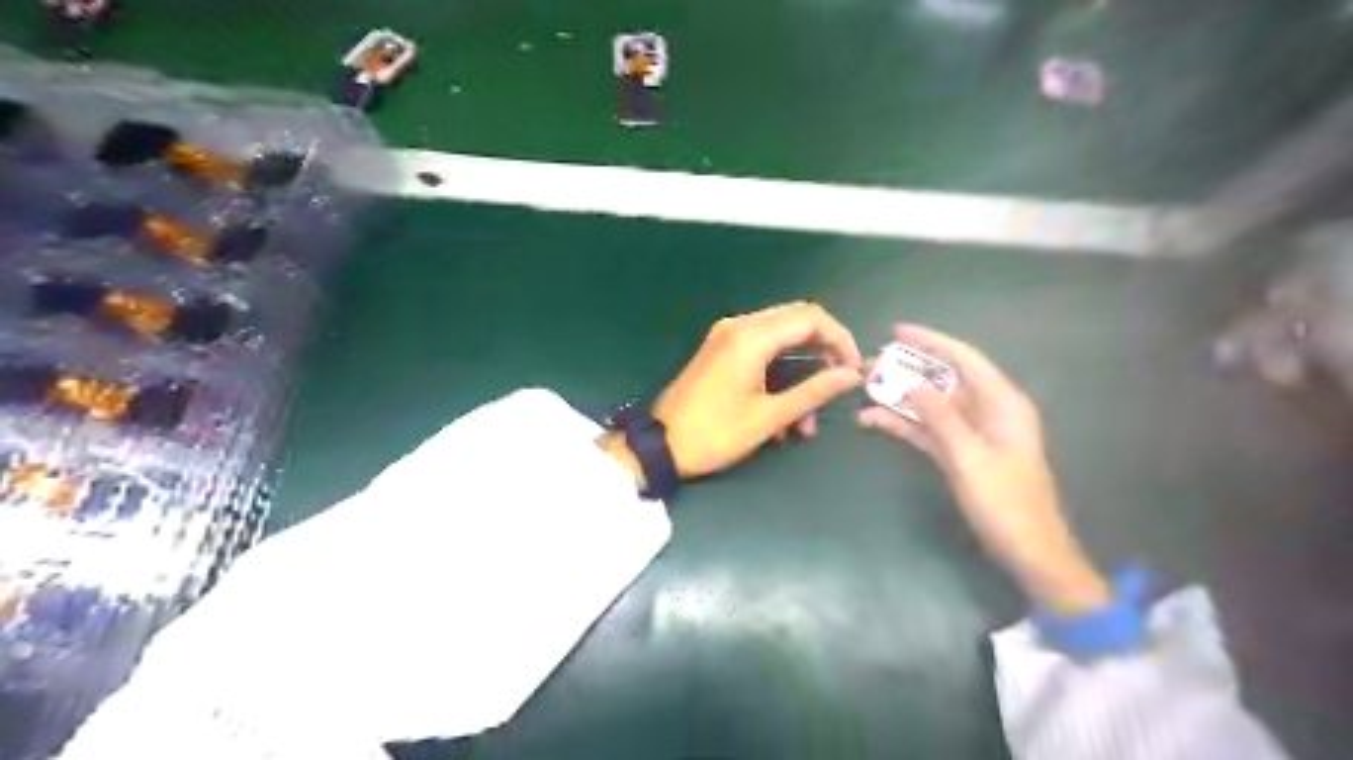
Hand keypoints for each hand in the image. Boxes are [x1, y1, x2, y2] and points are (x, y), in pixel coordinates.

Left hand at [649, 301, 858, 476]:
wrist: (660, 445)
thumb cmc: (715, 433)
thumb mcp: (769, 417)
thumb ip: (813, 391)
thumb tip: (851, 375)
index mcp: (751, 337)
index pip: (811, 318)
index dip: (840, 339)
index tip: (853, 369)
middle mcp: (739, 325)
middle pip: (797, 320)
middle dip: (824, 349)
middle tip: (839, 382)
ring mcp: (726, 335)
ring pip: (780, 336)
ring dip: (801, 367)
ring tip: (807, 419)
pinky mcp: (720, 348)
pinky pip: (761, 347)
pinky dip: (780, 370)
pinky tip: (785, 411)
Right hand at [855, 323, 1109, 613]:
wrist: (1028, 551)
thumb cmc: (1006, 502)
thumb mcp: (969, 456)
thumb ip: (940, 416)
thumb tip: (912, 382)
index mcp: (1002, 403)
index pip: (964, 359)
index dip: (931, 341)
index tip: (896, 331)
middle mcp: (987, 411)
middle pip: (944, 379)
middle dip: (908, 370)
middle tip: (871, 364)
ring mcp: (972, 433)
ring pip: (931, 404)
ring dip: (900, 399)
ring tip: (864, 390)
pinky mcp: (959, 453)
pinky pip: (928, 430)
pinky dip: (904, 425)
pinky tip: (874, 422)